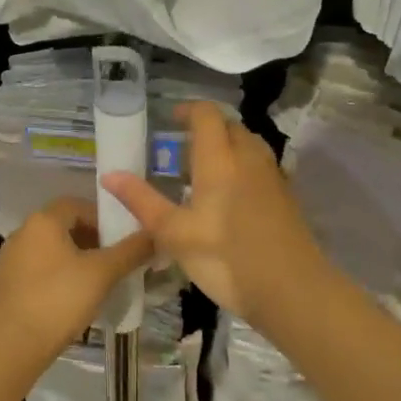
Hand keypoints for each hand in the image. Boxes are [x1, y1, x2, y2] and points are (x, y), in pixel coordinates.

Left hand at [0, 196, 153, 367]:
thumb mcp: (102, 273)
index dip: (102, 218)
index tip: (122, 239)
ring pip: (52, 249)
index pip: (77, 204)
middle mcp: (24, 232)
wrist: (11, 346)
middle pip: (65, 226)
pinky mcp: (7, 284)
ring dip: (76, 259)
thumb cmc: (59, 299)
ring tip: (98, 282)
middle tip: (114, 261)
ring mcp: (11, 259)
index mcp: (43, 221)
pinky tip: (73, 299)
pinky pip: (40, 269)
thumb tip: (156, 234)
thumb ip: (131, 251)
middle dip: (92, 240)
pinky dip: (59, 276)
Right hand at [103, 101, 329, 322]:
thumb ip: (142, 201)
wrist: (292, 290)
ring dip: (228, 146)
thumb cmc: (226, 259)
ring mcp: (272, 177)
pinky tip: (231, 197)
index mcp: (220, 159)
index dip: (188, 110)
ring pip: (249, 144)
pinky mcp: (286, 197)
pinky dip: (243, 166)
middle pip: (230, 126)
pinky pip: (261, 166)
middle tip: (182, 150)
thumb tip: (109, 175)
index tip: (170, 120)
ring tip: (205, 172)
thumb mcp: (175, 234)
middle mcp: (249, 158)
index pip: (207, 115)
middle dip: (207, 129)